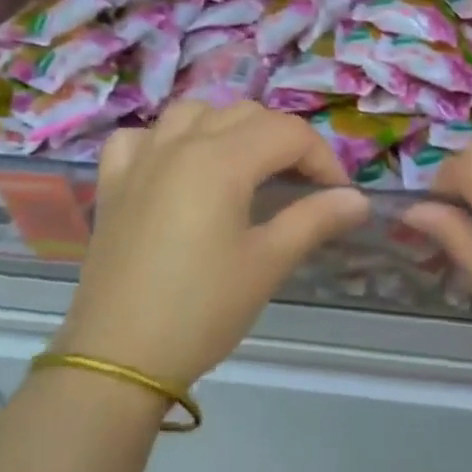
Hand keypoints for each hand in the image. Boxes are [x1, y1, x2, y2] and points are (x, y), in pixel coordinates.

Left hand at [52, 100, 369, 389]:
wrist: (117, 358)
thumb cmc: (201, 310)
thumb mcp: (267, 264)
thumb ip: (314, 220)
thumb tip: (358, 199)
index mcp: (221, 159)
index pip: (288, 133)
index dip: (323, 158)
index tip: (338, 195)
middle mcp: (180, 143)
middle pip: (246, 114)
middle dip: (283, 141)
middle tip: (301, 185)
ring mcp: (140, 158)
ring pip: (193, 112)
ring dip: (227, 127)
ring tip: (244, 166)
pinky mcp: (113, 182)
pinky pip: (140, 136)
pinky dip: (166, 139)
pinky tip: (175, 166)